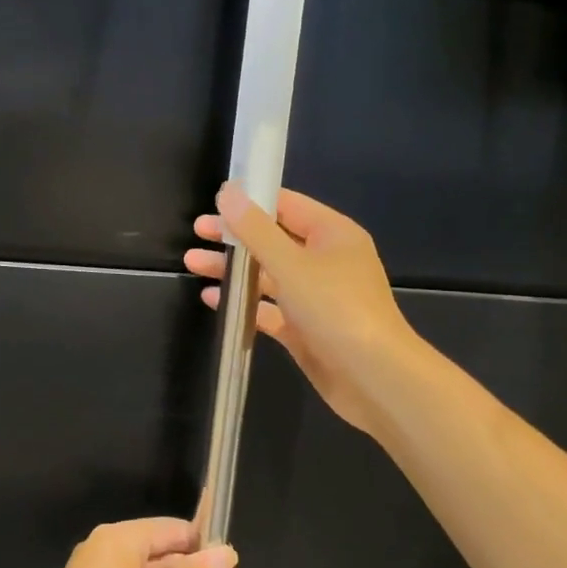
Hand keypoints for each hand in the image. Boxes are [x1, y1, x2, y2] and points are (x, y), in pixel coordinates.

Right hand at [184, 184, 416, 434]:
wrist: (373, 376)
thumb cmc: (336, 308)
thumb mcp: (291, 264)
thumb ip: (256, 229)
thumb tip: (228, 191)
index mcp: (333, 234)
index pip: (287, 205)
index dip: (251, 201)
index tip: (214, 202)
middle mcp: (326, 261)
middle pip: (273, 239)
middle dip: (235, 237)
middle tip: (197, 233)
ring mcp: (316, 297)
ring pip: (268, 275)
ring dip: (233, 269)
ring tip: (193, 264)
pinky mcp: (305, 328)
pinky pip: (269, 309)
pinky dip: (244, 303)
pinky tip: (213, 300)